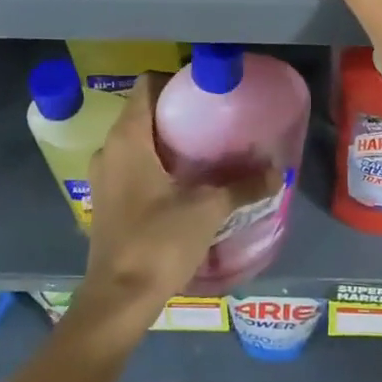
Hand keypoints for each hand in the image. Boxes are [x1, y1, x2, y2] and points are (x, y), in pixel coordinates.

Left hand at [77, 73, 272, 330]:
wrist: (118, 300)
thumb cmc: (159, 242)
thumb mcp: (208, 209)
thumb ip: (243, 186)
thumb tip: (277, 171)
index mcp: (128, 138)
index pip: (146, 85)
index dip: (175, 80)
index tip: (205, 90)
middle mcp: (109, 149)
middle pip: (143, 112)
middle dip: (177, 112)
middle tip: (214, 119)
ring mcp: (104, 177)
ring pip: (137, 141)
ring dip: (166, 141)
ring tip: (204, 149)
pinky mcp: (106, 201)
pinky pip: (132, 166)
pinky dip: (155, 164)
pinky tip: (184, 182)